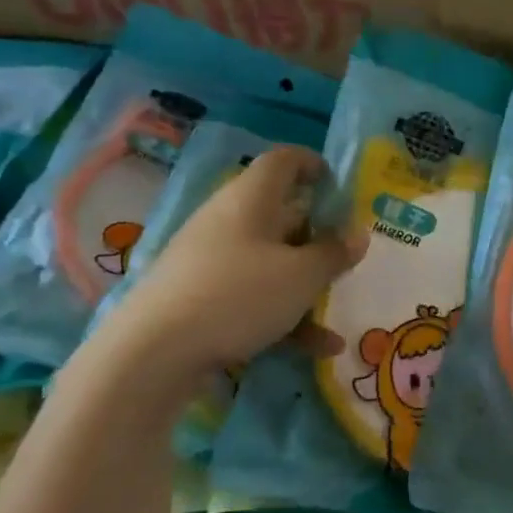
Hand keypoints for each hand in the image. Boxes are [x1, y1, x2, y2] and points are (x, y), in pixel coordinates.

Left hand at [87, 146, 366, 386]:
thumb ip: (334, 253)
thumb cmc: (239, 295)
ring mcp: (212, 260)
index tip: (339, 183)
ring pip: (271, 261)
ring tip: (338, 310)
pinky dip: (285, 315)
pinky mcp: (202, 297)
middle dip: (317, 234)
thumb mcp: (302, 276)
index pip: (283, 161)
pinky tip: (319, 349)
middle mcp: (229, 220)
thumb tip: (358, 234)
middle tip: (347, 252)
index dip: (313, 164)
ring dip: (307, 283)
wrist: (154, 351)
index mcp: (251, 199)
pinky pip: (254, 296)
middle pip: (280, 214)